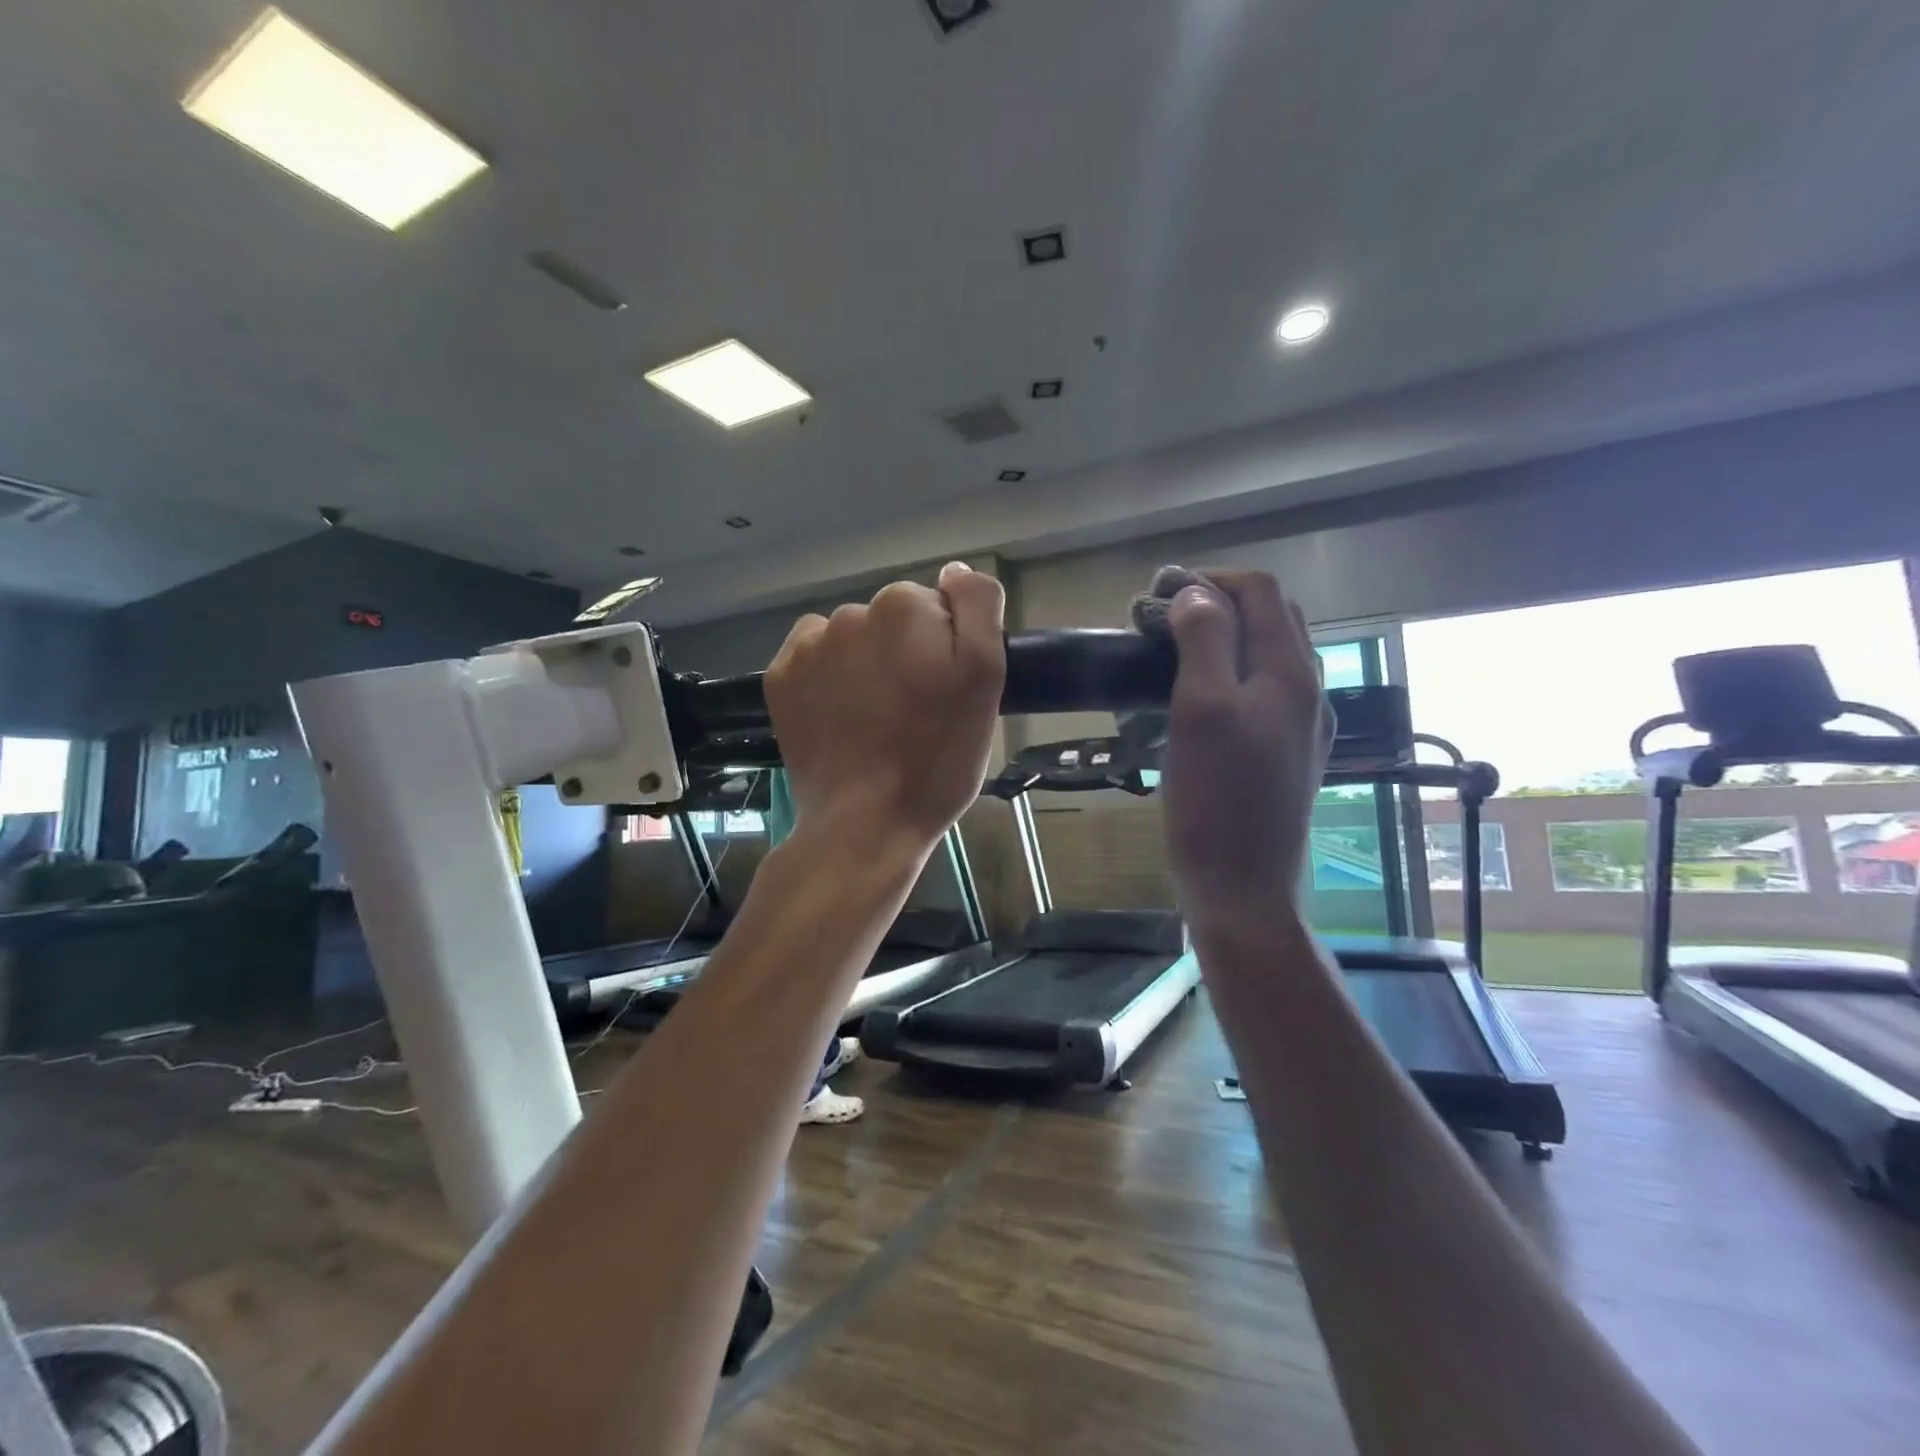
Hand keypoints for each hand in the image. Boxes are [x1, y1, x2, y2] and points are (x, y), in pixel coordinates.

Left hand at [765, 562, 1005, 856]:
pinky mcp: (779, 679)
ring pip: (854, 639)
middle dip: (907, 652)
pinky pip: (815, 659)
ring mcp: (808, 646)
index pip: (940, 606)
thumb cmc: (937, 758)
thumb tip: (955, 571)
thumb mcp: (986, 680)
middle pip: (894, 620)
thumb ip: (978, 608)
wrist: (865, 824)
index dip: (949, 648)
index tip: (947, 692)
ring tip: (877, 721)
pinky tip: (842, 717)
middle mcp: (851, 612)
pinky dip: (829, 678)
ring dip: (867, 664)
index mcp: (905, 607)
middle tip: (917, 712)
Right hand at [1161, 571, 1332, 932]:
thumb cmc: (1215, 800)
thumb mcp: (1201, 709)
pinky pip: (1262, 694)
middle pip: (1271, 619)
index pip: (1260, 592)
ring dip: (1223, 640)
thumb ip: (1206, 641)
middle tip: (1161, 622)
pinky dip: (1229, 676)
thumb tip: (1196, 593)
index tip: (1156, 594)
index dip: (1210, 579)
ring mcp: (1301, 727)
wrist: (1242, 890)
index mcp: (1290, 673)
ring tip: (1172, 654)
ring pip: (1267, 657)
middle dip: (1217, 604)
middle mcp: (1307, 692)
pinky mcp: (1285, 756)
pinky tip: (1195, 701)